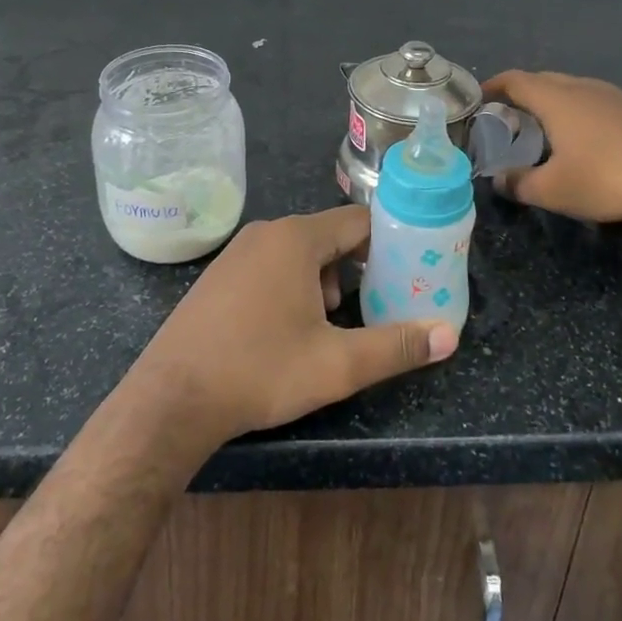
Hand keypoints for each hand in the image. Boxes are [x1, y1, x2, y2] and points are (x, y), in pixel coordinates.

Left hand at [126, 206, 456, 447]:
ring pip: (300, 253)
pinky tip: (288, 330)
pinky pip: (271, 265)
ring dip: (325, 282)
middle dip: (357, 270)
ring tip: (331, 327)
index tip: (409, 272)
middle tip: (375, 307)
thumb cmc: (260, 371)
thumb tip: (449, 335)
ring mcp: (238, 251)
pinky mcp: (220, 274)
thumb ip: (396, 346)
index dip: (389, 244)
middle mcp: (267, 232)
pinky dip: (292, 286)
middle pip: (330, 237)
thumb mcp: (336, 365)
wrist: (172, 398)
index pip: (359, 222)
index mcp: (297, 238)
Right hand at [482, 69, 621, 223]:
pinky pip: (592, 100)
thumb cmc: (603, 177)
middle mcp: (580, 86)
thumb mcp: (552, 190)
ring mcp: (610, 94)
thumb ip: (518, 184)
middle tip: (508, 118)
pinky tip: (582, 137)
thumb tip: (498, 180)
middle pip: (541, 80)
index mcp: (554, 98)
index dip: (493, 87)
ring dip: (551, 103)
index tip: (479, 99)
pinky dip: (576, 111)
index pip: (514, 80)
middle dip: (520, 95)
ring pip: (570, 89)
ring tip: (543, 128)